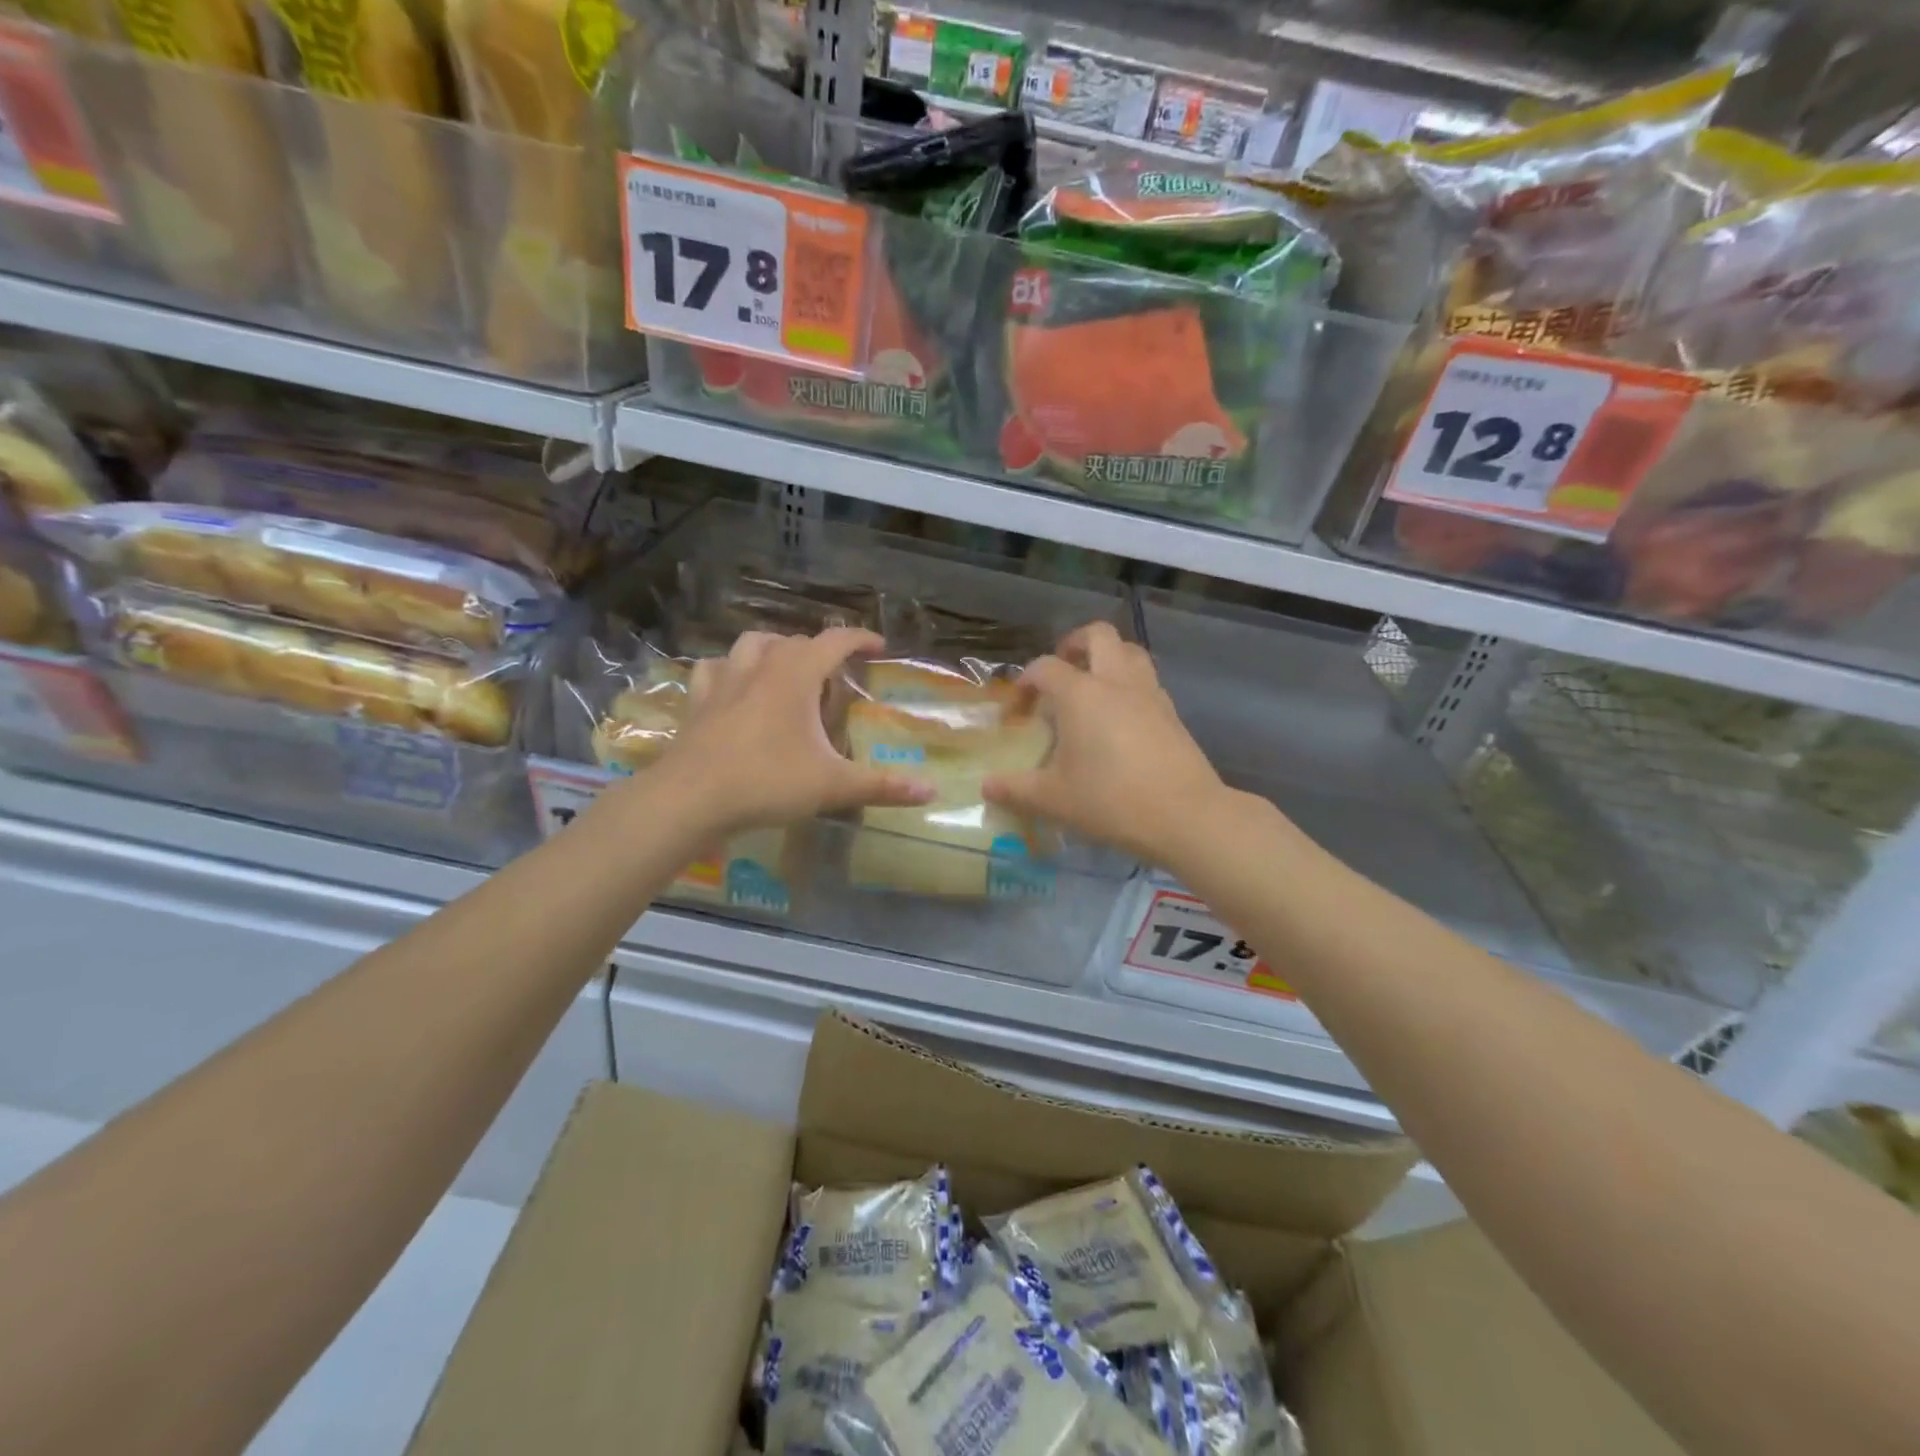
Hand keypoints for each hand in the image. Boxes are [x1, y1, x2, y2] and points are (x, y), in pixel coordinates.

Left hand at [656, 627, 932, 834]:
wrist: (691, 798)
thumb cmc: (767, 783)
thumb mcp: (832, 786)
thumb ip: (882, 786)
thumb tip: (931, 792)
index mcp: (796, 676)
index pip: (835, 641)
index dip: (860, 639)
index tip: (878, 647)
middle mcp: (760, 667)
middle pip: (795, 641)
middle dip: (820, 651)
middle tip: (835, 679)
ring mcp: (723, 681)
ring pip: (751, 644)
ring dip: (774, 649)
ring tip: (786, 670)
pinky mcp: (698, 701)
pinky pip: (714, 669)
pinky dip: (729, 670)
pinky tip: (733, 687)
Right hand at [983, 622, 1234, 866]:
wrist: (1185, 816)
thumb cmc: (1110, 801)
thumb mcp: (1053, 799)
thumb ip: (1016, 789)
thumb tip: (987, 787)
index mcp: (1081, 694)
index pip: (1045, 667)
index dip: (1025, 683)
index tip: (1018, 712)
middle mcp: (1116, 682)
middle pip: (1097, 635)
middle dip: (1074, 644)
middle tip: (1060, 670)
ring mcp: (1149, 694)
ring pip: (1130, 651)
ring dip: (1108, 657)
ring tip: (1091, 686)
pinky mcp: (1172, 713)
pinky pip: (1147, 680)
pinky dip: (1129, 684)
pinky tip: (1120, 717)